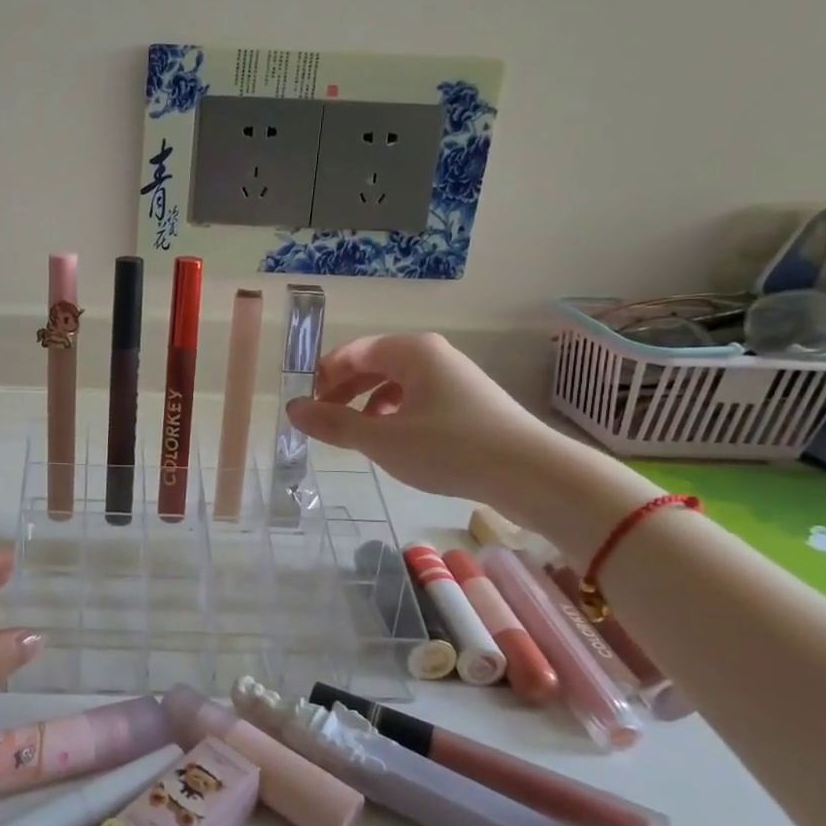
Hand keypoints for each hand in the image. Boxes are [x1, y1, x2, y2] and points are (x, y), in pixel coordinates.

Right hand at [286, 333, 565, 511]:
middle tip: (322, 419)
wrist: (533, 474)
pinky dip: (396, 415)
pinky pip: (418, 399)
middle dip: (344, 390)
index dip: (324, 375)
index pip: (354, 352)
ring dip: (368, 404)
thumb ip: (333, 423)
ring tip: (355, 433)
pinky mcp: (469, 404)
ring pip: (397, 383)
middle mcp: (433, 356)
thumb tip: (292, 408)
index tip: (305, 403)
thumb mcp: (382, 439)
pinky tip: (393, 441)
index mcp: (411, 351)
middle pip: (375, 364)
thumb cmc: (450, 448)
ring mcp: (455, 379)